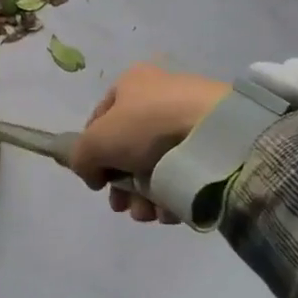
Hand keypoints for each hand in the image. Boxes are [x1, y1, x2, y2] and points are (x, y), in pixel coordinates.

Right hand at [70, 64, 228, 223]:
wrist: (217, 135)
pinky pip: (185, 173)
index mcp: (132, 82)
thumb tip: (92, 174)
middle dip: (122, 185)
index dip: (93, 153)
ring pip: (156, 166)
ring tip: (149, 214)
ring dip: (145, 196)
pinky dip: (174, 195)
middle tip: (122, 206)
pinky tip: (171, 211)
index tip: (97, 182)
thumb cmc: (148, 127)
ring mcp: (189, 119)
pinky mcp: (214, 143)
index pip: (100, 121)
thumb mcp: (96, 141)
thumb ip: (81, 158)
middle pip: (128, 149)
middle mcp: (160, 96)